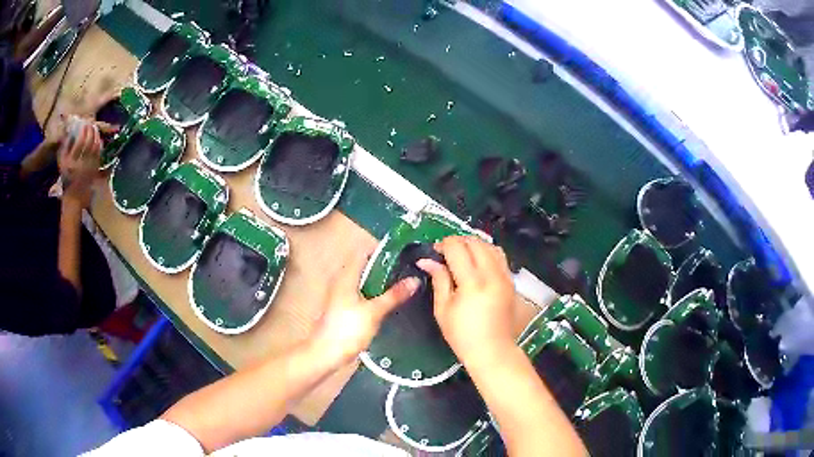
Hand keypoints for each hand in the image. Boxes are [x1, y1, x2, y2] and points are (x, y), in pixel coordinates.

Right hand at [58, 120, 102, 207]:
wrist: (74, 196)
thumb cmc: (66, 176)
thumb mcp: (61, 162)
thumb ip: (65, 146)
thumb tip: (71, 129)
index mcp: (71, 161)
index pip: (79, 142)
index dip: (84, 131)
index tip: (85, 124)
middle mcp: (80, 164)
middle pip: (89, 142)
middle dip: (91, 131)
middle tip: (91, 124)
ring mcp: (89, 167)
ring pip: (95, 147)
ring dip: (96, 135)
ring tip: (95, 129)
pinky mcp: (94, 170)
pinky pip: (99, 154)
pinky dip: (99, 144)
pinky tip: (98, 139)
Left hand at [310, 249, 420, 365]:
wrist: (326, 354)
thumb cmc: (347, 330)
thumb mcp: (373, 312)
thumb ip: (394, 295)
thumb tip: (415, 279)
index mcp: (346, 276)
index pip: (363, 252)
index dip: (382, 250)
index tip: (403, 253)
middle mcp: (343, 282)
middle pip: (366, 267)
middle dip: (386, 267)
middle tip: (409, 269)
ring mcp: (343, 297)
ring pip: (365, 282)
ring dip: (382, 282)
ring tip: (405, 283)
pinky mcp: (346, 310)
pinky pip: (364, 295)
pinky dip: (377, 294)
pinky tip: (391, 302)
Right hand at [417, 236, 515, 365]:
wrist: (493, 350)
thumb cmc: (462, 335)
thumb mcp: (443, 309)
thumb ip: (438, 280)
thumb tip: (427, 260)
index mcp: (472, 282)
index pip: (457, 248)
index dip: (443, 244)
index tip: (435, 252)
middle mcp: (491, 274)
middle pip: (475, 242)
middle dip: (458, 241)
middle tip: (446, 252)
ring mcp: (505, 277)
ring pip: (490, 246)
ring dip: (474, 244)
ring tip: (463, 255)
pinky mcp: (511, 282)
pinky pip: (500, 257)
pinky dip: (487, 253)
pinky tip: (479, 263)